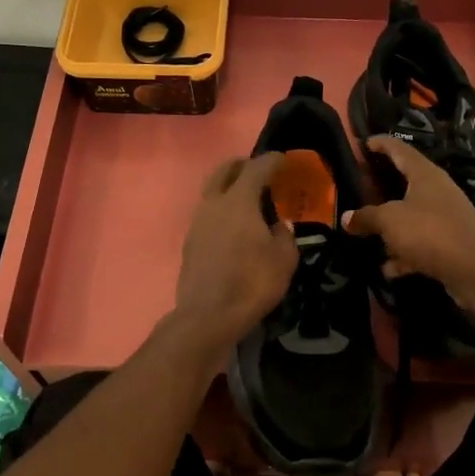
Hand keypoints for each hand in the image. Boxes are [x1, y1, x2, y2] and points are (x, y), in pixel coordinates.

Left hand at [172, 154, 298, 352]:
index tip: (284, 159)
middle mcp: (213, 204)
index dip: (273, 160)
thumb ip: (284, 235)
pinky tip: (234, 227)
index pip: (257, 168)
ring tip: (247, 199)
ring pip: (212, 192)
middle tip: (258, 170)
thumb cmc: (252, 282)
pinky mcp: (190, 243)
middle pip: (224, 171)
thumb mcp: (284, 259)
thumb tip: (279, 226)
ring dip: (229, 188)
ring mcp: (197, 223)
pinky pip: (208, 215)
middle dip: (242, 165)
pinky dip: (221, 211)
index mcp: (238, 200)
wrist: (208, 315)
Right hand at [343, 135, 474, 292]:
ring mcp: (446, 217)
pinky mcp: (449, 242)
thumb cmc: (429, 232)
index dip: (381, 144)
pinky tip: (388, 268)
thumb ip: (366, 217)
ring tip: (367, 232)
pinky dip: (404, 253)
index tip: (364, 142)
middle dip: (382, 186)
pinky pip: (420, 243)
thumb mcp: (390, 221)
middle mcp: (438, 191)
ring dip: (391, 225)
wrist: (474, 270)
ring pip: (412, 215)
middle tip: (360, 187)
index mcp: (425, 175)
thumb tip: (346, 217)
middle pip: (406, 182)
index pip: (400, 149)